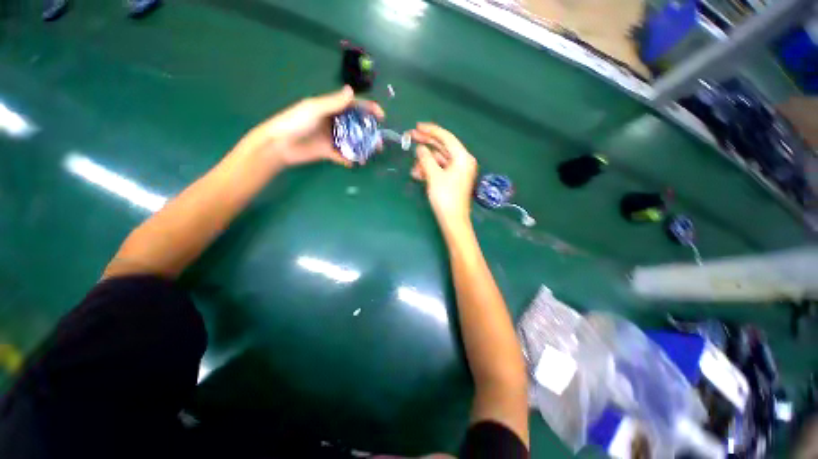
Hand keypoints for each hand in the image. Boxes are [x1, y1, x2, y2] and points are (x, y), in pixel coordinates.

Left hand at [242, 86, 384, 167]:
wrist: (280, 145)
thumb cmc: (295, 122)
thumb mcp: (315, 109)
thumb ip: (333, 102)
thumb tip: (352, 91)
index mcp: (330, 108)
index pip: (353, 106)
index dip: (368, 109)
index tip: (381, 117)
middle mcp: (334, 122)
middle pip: (356, 126)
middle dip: (369, 133)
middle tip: (379, 142)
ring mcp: (332, 138)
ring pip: (352, 141)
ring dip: (362, 147)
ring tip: (371, 153)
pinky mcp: (328, 152)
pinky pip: (343, 155)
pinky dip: (350, 159)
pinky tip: (356, 162)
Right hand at [410, 123, 477, 230]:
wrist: (452, 220)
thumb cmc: (445, 197)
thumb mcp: (434, 176)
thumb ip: (426, 159)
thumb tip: (420, 148)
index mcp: (462, 157)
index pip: (446, 137)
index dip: (431, 130)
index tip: (417, 126)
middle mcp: (462, 161)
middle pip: (442, 147)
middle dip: (425, 144)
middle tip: (410, 137)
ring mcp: (457, 171)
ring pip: (438, 159)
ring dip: (424, 162)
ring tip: (413, 170)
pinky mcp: (452, 179)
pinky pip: (439, 169)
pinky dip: (428, 170)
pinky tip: (418, 174)